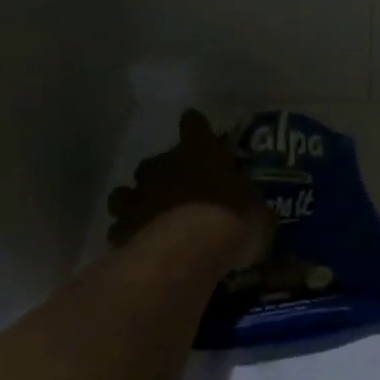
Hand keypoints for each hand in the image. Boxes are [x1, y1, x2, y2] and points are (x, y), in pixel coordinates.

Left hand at [105, 110, 272, 267]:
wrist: (189, 253)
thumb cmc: (231, 221)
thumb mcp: (258, 214)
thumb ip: (251, 206)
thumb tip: (254, 211)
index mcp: (200, 152)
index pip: (194, 126)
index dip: (196, 129)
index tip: (198, 131)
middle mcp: (164, 167)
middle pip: (156, 161)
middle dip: (165, 174)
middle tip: (181, 192)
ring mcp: (137, 197)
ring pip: (127, 192)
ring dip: (138, 201)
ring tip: (152, 217)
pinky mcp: (120, 229)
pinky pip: (121, 228)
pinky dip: (129, 234)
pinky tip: (141, 245)